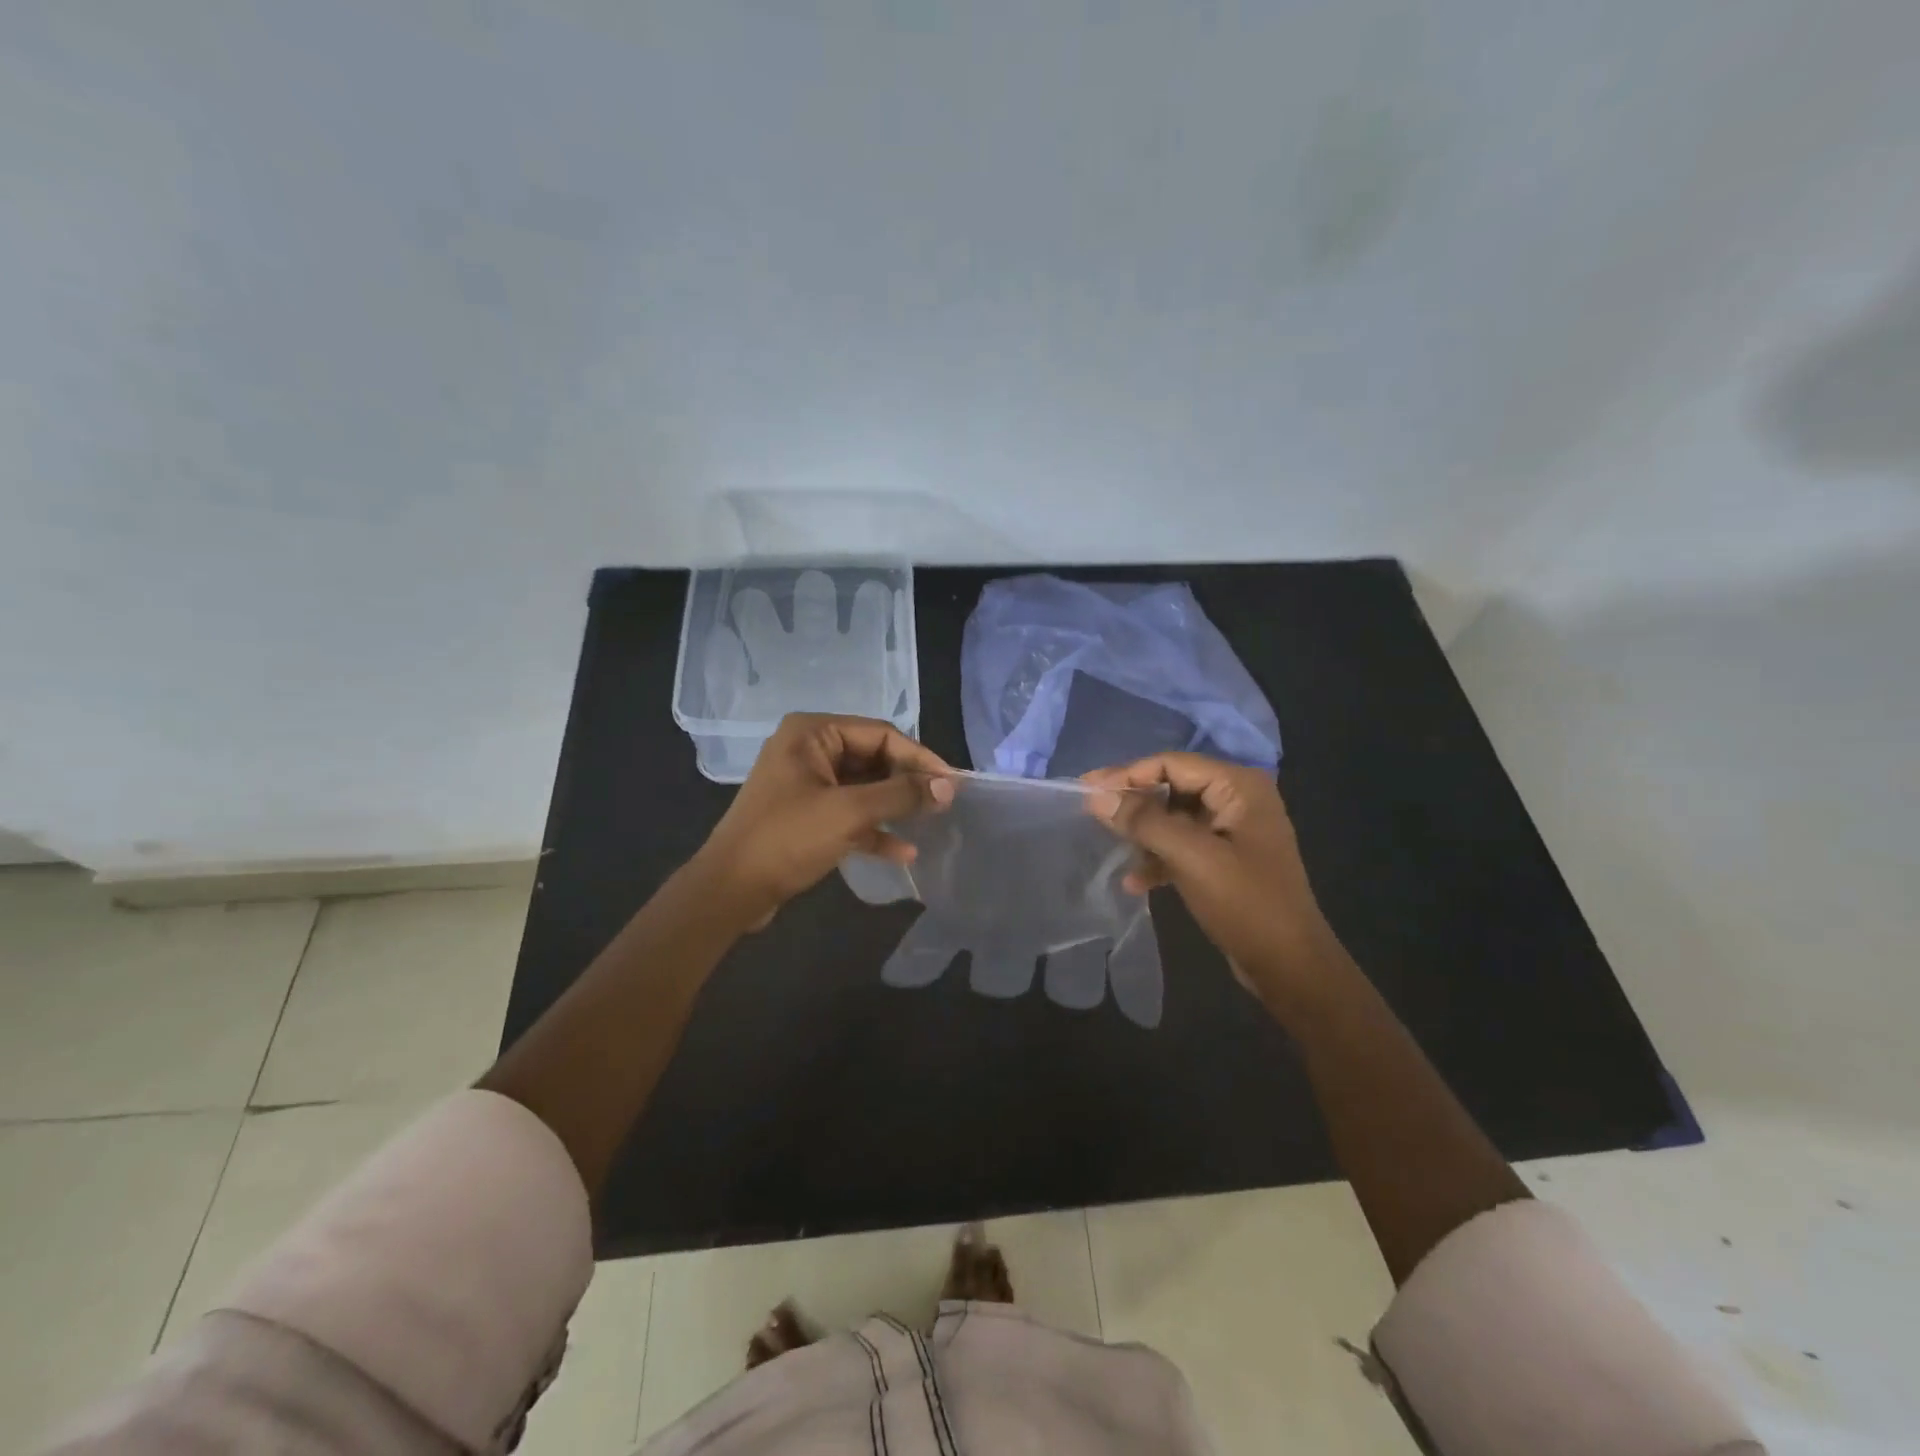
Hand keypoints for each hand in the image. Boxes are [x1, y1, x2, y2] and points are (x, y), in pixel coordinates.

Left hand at [692, 713, 952, 929]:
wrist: (730, 890)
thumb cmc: (787, 838)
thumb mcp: (849, 812)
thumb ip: (901, 795)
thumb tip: (949, 786)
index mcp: (812, 733)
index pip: (880, 734)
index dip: (919, 757)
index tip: (953, 782)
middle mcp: (809, 750)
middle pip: (873, 759)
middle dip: (907, 782)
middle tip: (944, 803)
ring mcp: (806, 784)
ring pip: (864, 788)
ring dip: (894, 806)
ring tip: (931, 822)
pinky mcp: (807, 816)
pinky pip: (849, 813)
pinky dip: (874, 829)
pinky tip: (903, 852)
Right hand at [1083, 753, 1342, 1003]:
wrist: (1291, 967)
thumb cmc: (1246, 903)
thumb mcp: (1191, 857)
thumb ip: (1143, 821)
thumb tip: (1096, 797)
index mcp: (1239, 787)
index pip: (1172, 763)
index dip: (1127, 774)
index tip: (1086, 789)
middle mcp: (1238, 799)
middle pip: (1171, 787)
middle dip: (1133, 803)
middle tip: (1091, 814)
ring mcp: (1232, 831)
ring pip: (1173, 818)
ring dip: (1143, 833)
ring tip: (1110, 848)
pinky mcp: (1225, 860)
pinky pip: (1183, 846)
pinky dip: (1158, 858)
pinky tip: (1134, 882)